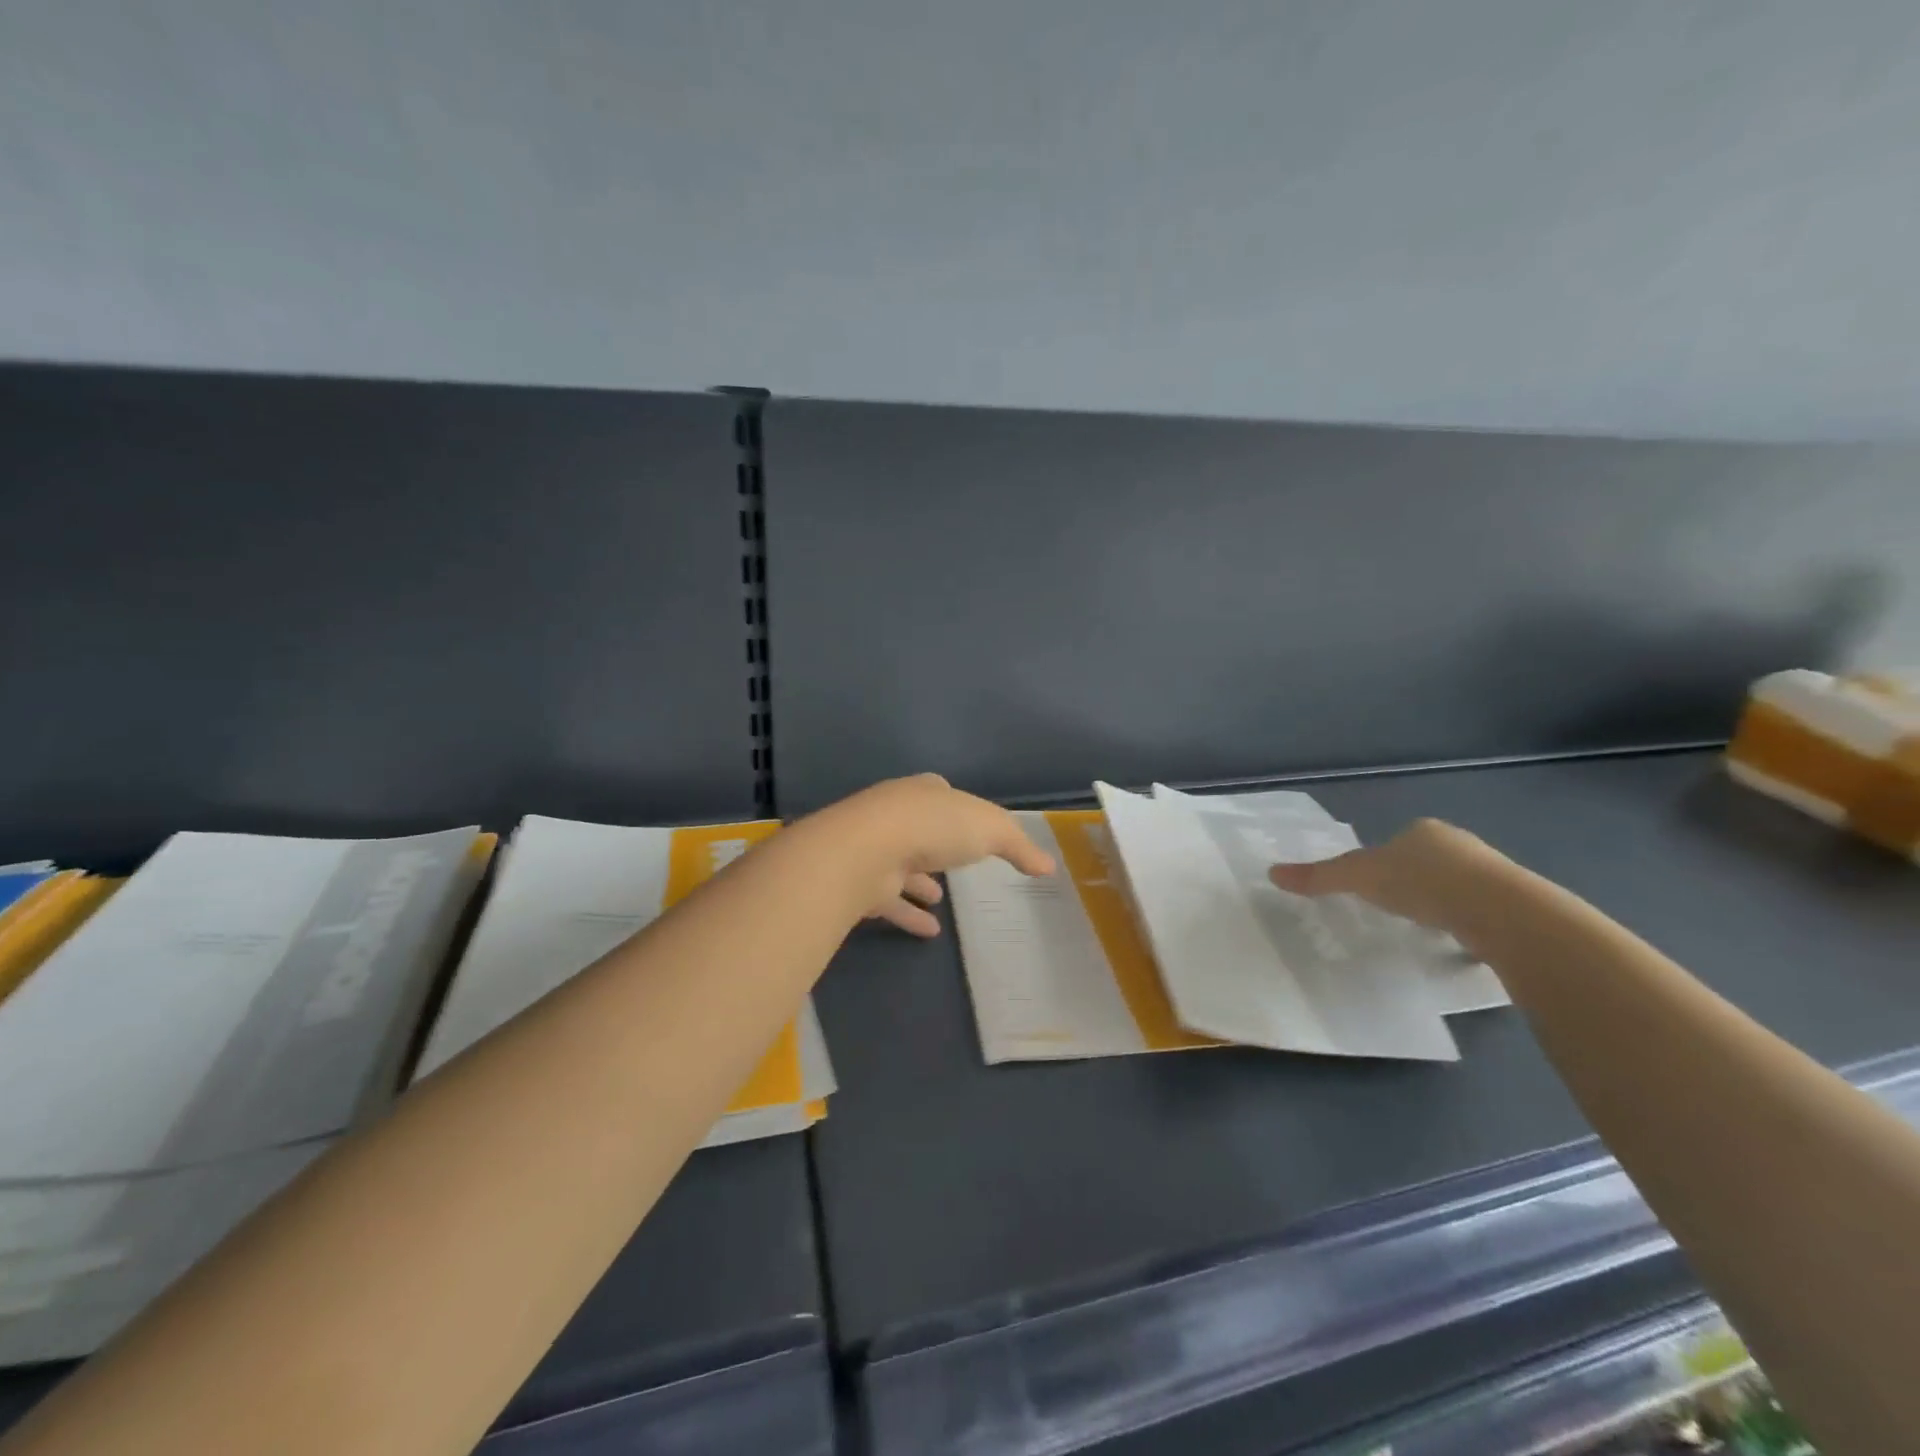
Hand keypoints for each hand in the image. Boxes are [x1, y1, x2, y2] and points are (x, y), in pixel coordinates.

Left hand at [810, 774, 1056, 936]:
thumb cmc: (935, 827)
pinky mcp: (863, 883)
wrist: (868, 850)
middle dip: (937, 844)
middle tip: (955, 863)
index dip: (956, 807)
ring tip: (941, 899)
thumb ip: (1018, 846)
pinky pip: (891, 901)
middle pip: (920, 828)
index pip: (941, 794)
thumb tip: (1048, 865)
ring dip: (920, 881)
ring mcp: (876, 849)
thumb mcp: (990, 829)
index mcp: (924, 792)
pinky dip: (909, 914)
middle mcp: (896, 815)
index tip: (970, 824)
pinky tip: (930, 931)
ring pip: (902, 865)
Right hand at [1266, 818, 1494, 932]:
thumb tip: (1272, 873)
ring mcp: (1494, 875)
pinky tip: (1459, 944)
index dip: (1384, 861)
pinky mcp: (1516, 906)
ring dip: (1444, 903)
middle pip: (1429, 862)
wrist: (1500, 911)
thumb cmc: (1423, 882)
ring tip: (1426, 929)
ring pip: (1458, 887)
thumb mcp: (1360, 877)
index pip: (1399, 841)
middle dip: (1415, 881)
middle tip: (1396, 908)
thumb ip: (1320, 877)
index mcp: (1424, 831)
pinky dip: (1469, 925)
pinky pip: (1483, 913)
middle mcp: (1460, 845)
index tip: (1373, 886)